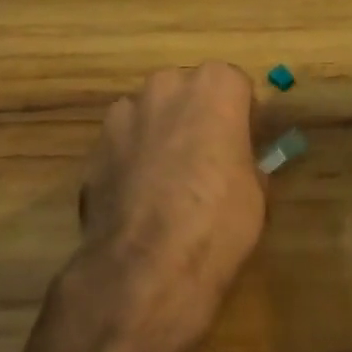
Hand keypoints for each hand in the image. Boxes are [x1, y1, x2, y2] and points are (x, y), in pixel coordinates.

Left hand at [79, 62, 265, 346]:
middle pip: (188, 92)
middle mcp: (168, 85)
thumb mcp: (256, 192)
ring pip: (151, 114)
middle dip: (196, 117)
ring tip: (166, 182)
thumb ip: (244, 160)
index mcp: (215, 86)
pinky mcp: (95, 145)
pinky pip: (123, 143)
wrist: (146, 266)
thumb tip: (237, 164)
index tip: (244, 145)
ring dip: (160, 134)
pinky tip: (137, 199)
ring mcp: (126, 112)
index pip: (235, 86)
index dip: (241, 116)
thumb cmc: (218, 220)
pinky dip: (130, 160)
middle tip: (205, 160)